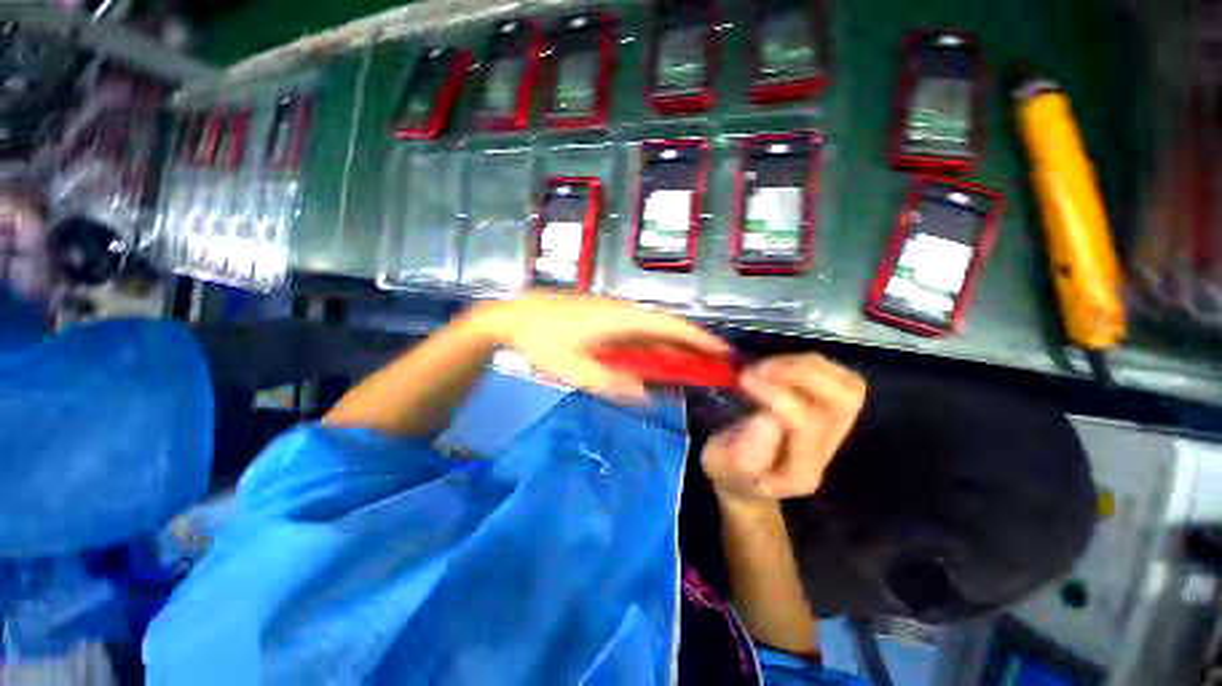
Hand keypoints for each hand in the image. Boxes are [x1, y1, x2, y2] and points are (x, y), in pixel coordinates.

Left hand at [468, 292, 731, 401]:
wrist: (513, 316)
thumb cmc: (542, 341)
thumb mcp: (573, 368)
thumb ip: (610, 382)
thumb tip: (646, 393)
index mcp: (622, 318)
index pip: (671, 326)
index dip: (699, 339)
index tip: (722, 353)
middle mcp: (624, 311)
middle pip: (666, 327)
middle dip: (692, 346)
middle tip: (713, 367)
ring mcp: (614, 313)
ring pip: (652, 330)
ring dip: (673, 347)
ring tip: (691, 368)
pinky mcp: (604, 317)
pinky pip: (637, 332)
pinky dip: (653, 346)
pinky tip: (654, 361)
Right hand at [702, 354, 866, 502]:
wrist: (747, 480)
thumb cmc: (728, 471)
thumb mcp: (721, 465)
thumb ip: (741, 451)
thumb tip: (766, 418)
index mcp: (799, 471)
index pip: (807, 425)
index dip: (778, 395)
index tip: (744, 379)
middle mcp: (827, 450)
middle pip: (844, 400)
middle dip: (802, 373)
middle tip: (760, 368)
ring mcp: (836, 430)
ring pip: (847, 385)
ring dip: (804, 365)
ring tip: (766, 365)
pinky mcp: (832, 412)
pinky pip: (839, 377)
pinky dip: (807, 363)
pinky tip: (777, 366)